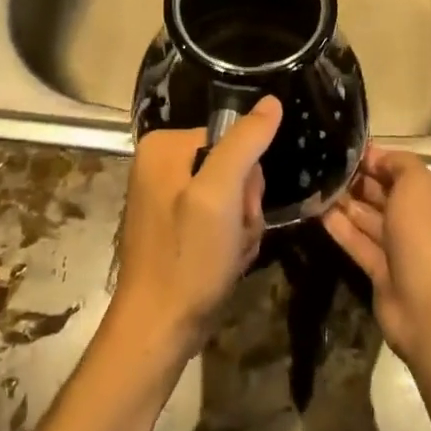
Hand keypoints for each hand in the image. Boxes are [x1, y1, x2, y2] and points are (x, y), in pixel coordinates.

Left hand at [107, 97, 278, 358]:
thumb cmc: (188, 259)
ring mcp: (166, 196)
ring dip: (242, 227)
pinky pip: (219, 219)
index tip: (238, 211)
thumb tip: (271, 101)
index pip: (233, 140)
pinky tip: (224, 262)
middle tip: (232, 236)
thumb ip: (244, 144)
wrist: (158, 329)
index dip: (246, 179)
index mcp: (163, 146)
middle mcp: (160, 164)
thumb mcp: (219, 195)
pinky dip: (230, 242)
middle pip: (233, 167)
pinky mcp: (175, 225)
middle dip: (244, 206)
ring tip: (229, 253)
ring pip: (233, 197)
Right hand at [324, 146, 430, 364]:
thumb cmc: (428, 234)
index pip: (406, 170)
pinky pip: (360, 243)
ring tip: (316, 184)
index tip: (346, 149)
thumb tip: (378, 157)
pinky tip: (317, 212)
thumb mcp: (418, 184)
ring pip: (372, 219)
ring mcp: (405, 249)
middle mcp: (426, 221)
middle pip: (388, 194)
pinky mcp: (384, 273)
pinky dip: (341, 228)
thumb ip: (398, 163)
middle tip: (325, 165)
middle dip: (360, 180)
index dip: (378, 159)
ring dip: (346, 202)